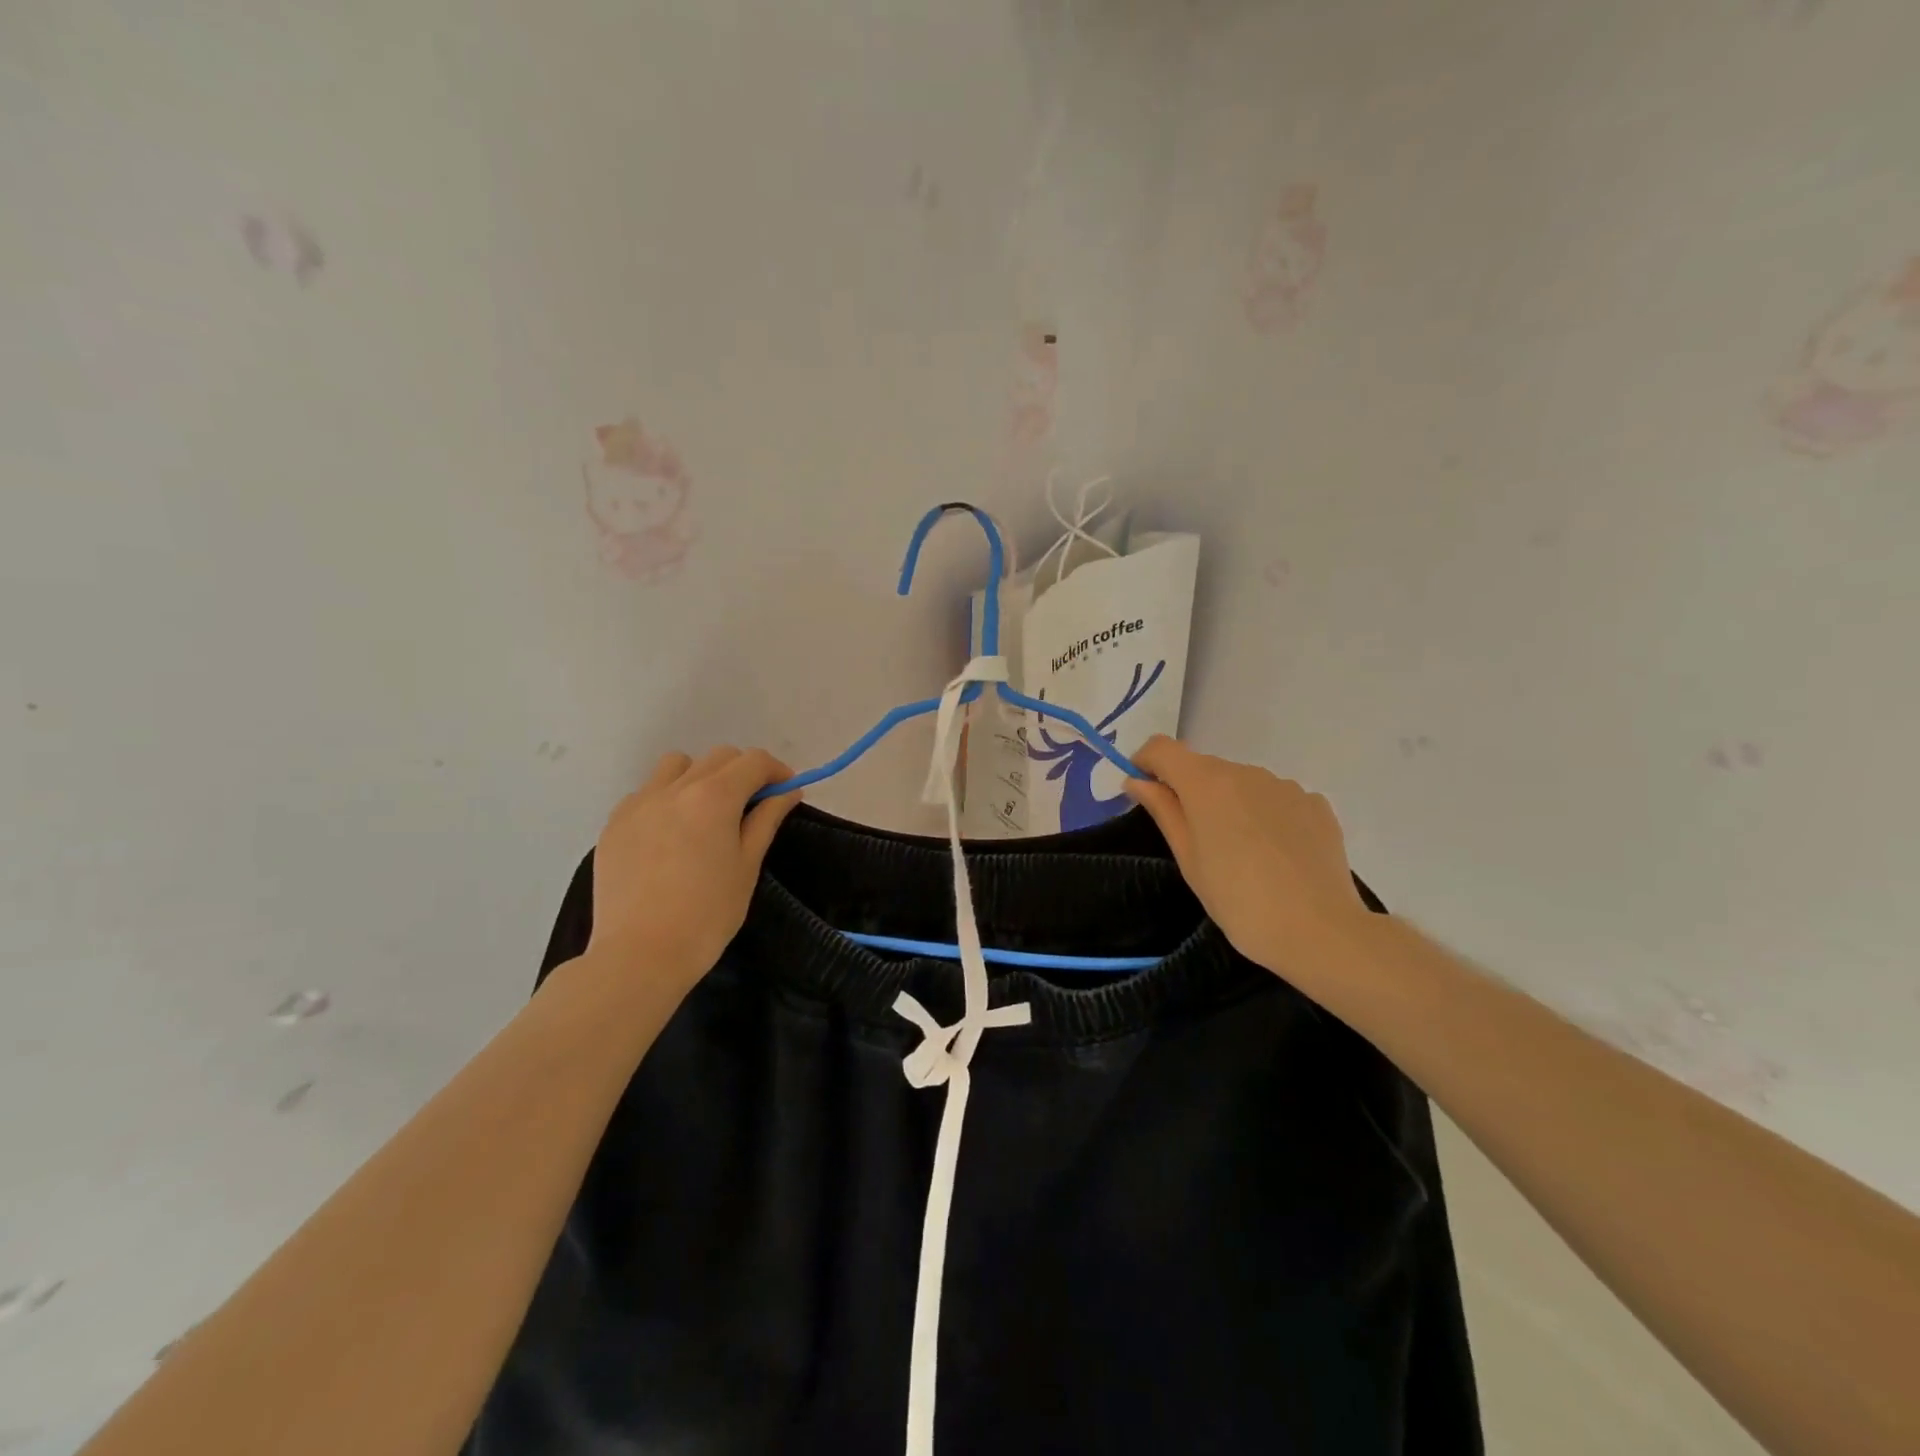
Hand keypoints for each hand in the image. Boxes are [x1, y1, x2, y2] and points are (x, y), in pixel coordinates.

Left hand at [585, 747, 800, 989]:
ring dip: (700, 776)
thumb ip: (766, 820)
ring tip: (705, 813)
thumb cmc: (707, 914)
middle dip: (742, 772)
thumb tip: (788, 792)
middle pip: (718, 757)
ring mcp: (639, 803)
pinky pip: (647, 792)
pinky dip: (667, 799)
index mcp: (714, 797)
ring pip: (676, 766)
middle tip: (752, 805)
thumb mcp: (747, 866)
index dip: (776, 771)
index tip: (785, 791)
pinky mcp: (614, 823)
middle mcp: (674, 788)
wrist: (640, 955)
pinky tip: (670, 836)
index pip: (753, 761)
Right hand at [1124, 736, 1366, 979]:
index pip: (1163, 748)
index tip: (1143, 791)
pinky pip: (1276, 799)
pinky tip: (1275, 855)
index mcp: (1207, 783)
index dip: (1146, 762)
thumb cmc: (1237, 899)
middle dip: (1191, 791)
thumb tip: (1137, 781)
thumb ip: (1163, 810)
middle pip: (1204, 767)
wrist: (1318, 931)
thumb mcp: (1188, 859)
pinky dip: (1266, 816)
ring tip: (1241, 853)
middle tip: (1195, 840)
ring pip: (1243, 784)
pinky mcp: (1316, 805)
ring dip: (1231, 804)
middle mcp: (1246, 772)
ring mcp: (1286, 786)